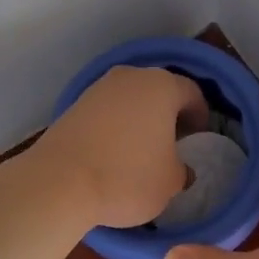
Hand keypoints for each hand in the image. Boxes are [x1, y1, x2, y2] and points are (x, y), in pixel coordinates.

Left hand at [27, 65, 206, 228]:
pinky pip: (107, 111)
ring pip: (130, 99)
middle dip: (168, 113)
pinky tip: (113, 152)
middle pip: (159, 91)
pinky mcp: (74, 105)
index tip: (198, 137)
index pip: (192, 92)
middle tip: (174, 142)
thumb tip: (178, 167)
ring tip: (142, 149)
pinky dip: (115, 126)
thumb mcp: (171, 182)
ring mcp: (99, 88)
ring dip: (139, 118)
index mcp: (162, 86)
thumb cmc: (127, 177)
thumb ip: (181, 169)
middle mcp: (131, 77)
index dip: (200, 115)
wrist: (58, 182)